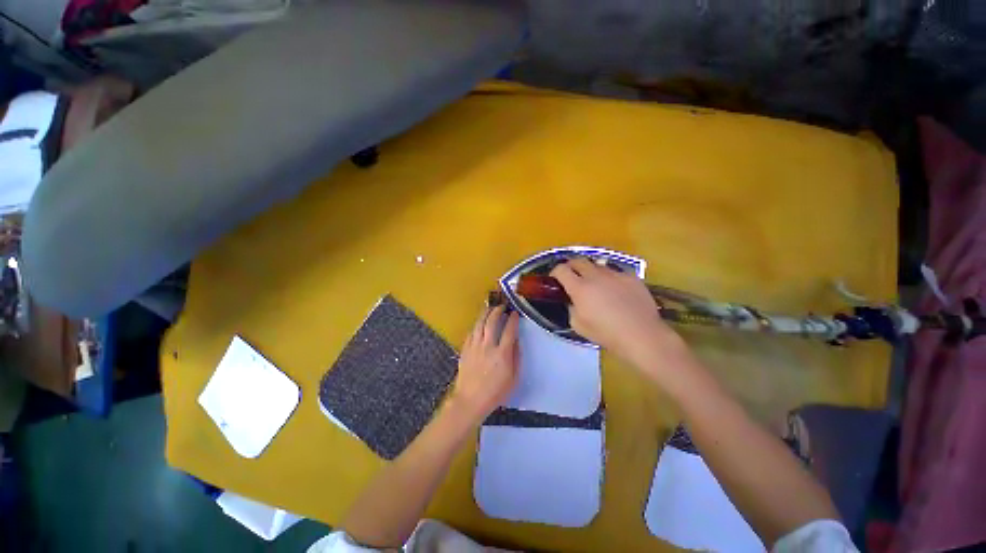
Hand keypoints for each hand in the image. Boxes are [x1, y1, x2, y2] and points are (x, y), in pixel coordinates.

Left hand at [448, 305, 519, 422]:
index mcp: (502, 354)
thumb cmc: (495, 392)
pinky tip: (479, 323)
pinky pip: (471, 332)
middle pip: (492, 322)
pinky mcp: (465, 349)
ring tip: (490, 308)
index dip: (512, 319)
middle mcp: (487, 346)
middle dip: (497, 311)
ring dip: (485, 313)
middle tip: (501, 307)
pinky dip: (476, 325)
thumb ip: (516, 357)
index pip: (509, 330)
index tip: (514, 313)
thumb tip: (515, 340)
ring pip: (479, 324)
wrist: (470, 401)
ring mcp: (474, 347)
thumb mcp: (513, 378)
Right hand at [550, 258, 684, 368]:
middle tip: (571, 276)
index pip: (561, 269)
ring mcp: (615, 274)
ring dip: (591, 271)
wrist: (641, 335)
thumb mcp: (578, 325)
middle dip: (571, 266)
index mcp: (580, 288)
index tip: (555, 278)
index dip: (555, 271)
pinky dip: (610, 279)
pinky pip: (615, 273)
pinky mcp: (631, 277)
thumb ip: (572, 308)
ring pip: (597, 265)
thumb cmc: (606, 333)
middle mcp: (596, 276)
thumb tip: (574, 301)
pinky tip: (616, 291)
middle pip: (578, 260)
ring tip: (595, 283)